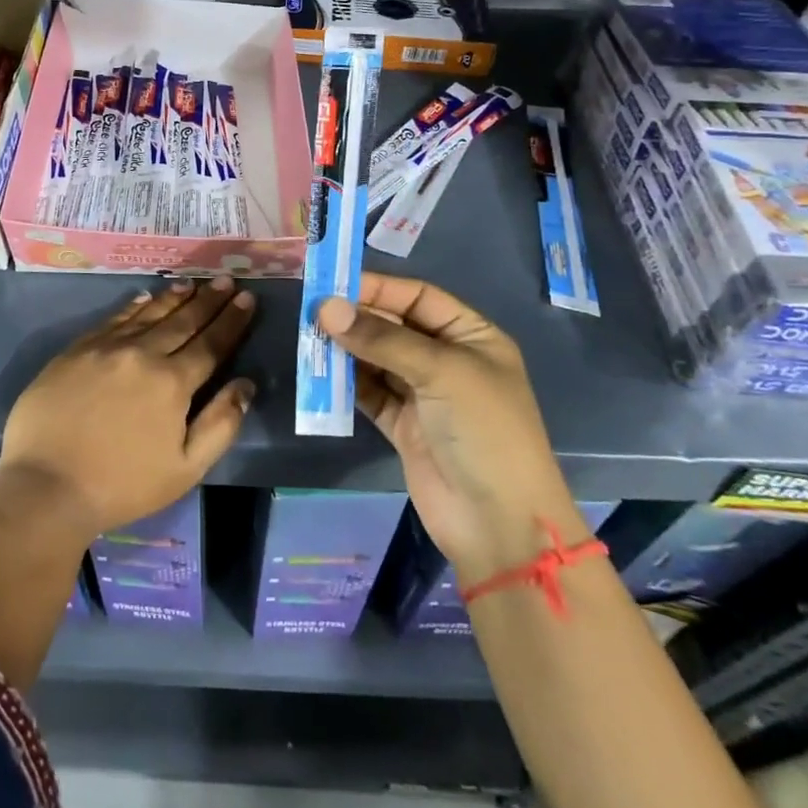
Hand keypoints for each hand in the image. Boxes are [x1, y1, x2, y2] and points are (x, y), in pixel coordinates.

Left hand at [0, 277, 255, 539]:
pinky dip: (133, 305)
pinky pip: (113, 319)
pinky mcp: (76, 350)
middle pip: (182, 321)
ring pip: (148, 314)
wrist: (46, 485)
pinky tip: (144, 297)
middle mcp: (142, 354)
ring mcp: (106, 348)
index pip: (211, 344)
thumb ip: (220, 424)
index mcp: (172, 383)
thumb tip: (246, 385)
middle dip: (208, 300)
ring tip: (191, 283)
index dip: (231, 321)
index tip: (247, 298)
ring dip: (174, 298)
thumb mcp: (185, 468)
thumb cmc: (122, 485)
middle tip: (225, 280)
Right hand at [317, 275, 580, 575]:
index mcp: (472, 337)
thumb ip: (381, 339)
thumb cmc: (484, 431)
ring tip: (309, 338)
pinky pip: (369, 393)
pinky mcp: (403, 426)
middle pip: (394, 327)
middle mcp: (447, 360)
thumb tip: (325, 308)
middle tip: (311, 311)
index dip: (378, 288)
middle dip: (357, 318)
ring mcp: (424, 395)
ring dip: (347, 349)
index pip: (418, 298)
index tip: (332, 283)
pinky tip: (320, 372)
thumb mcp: (441, 372)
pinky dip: (346, 383)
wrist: (498, 524)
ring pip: (377, 359)